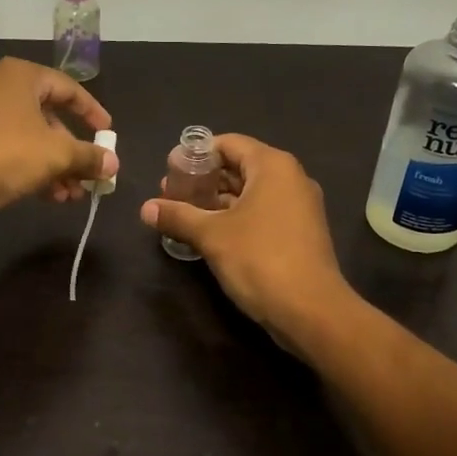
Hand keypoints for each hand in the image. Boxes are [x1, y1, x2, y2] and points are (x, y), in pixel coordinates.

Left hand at [0, 59, 117, 221]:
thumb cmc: (6, 153)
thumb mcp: (57, 154)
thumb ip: (89, 156)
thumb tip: (113, 164)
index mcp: (21, 76)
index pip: (68, 88)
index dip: (92, 112)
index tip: (108, 135)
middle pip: (49, 117)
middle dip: (72, 151)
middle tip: (90, 175)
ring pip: (30, 139)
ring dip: (55, 167)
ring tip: (72, 196)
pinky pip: (10, 152)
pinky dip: (32, 170)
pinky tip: (50, 197)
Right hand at [140, 135, 351, 337]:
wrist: (311, 312)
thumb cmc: (259, 259)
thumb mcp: (211, 235)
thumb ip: (178, 216)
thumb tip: (145, 209)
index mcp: (273, 166)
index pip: (229, 143)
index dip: (197, 154)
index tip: (170, 170)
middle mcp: (290, 178)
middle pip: (240, 166)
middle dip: (204, 179)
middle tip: (170, 194)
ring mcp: (299, 206)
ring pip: (250, 192)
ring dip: (217, 201)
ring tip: (183, 214)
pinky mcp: (299, 232)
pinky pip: (262, 212)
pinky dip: (236, 217)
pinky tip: (209, 233)